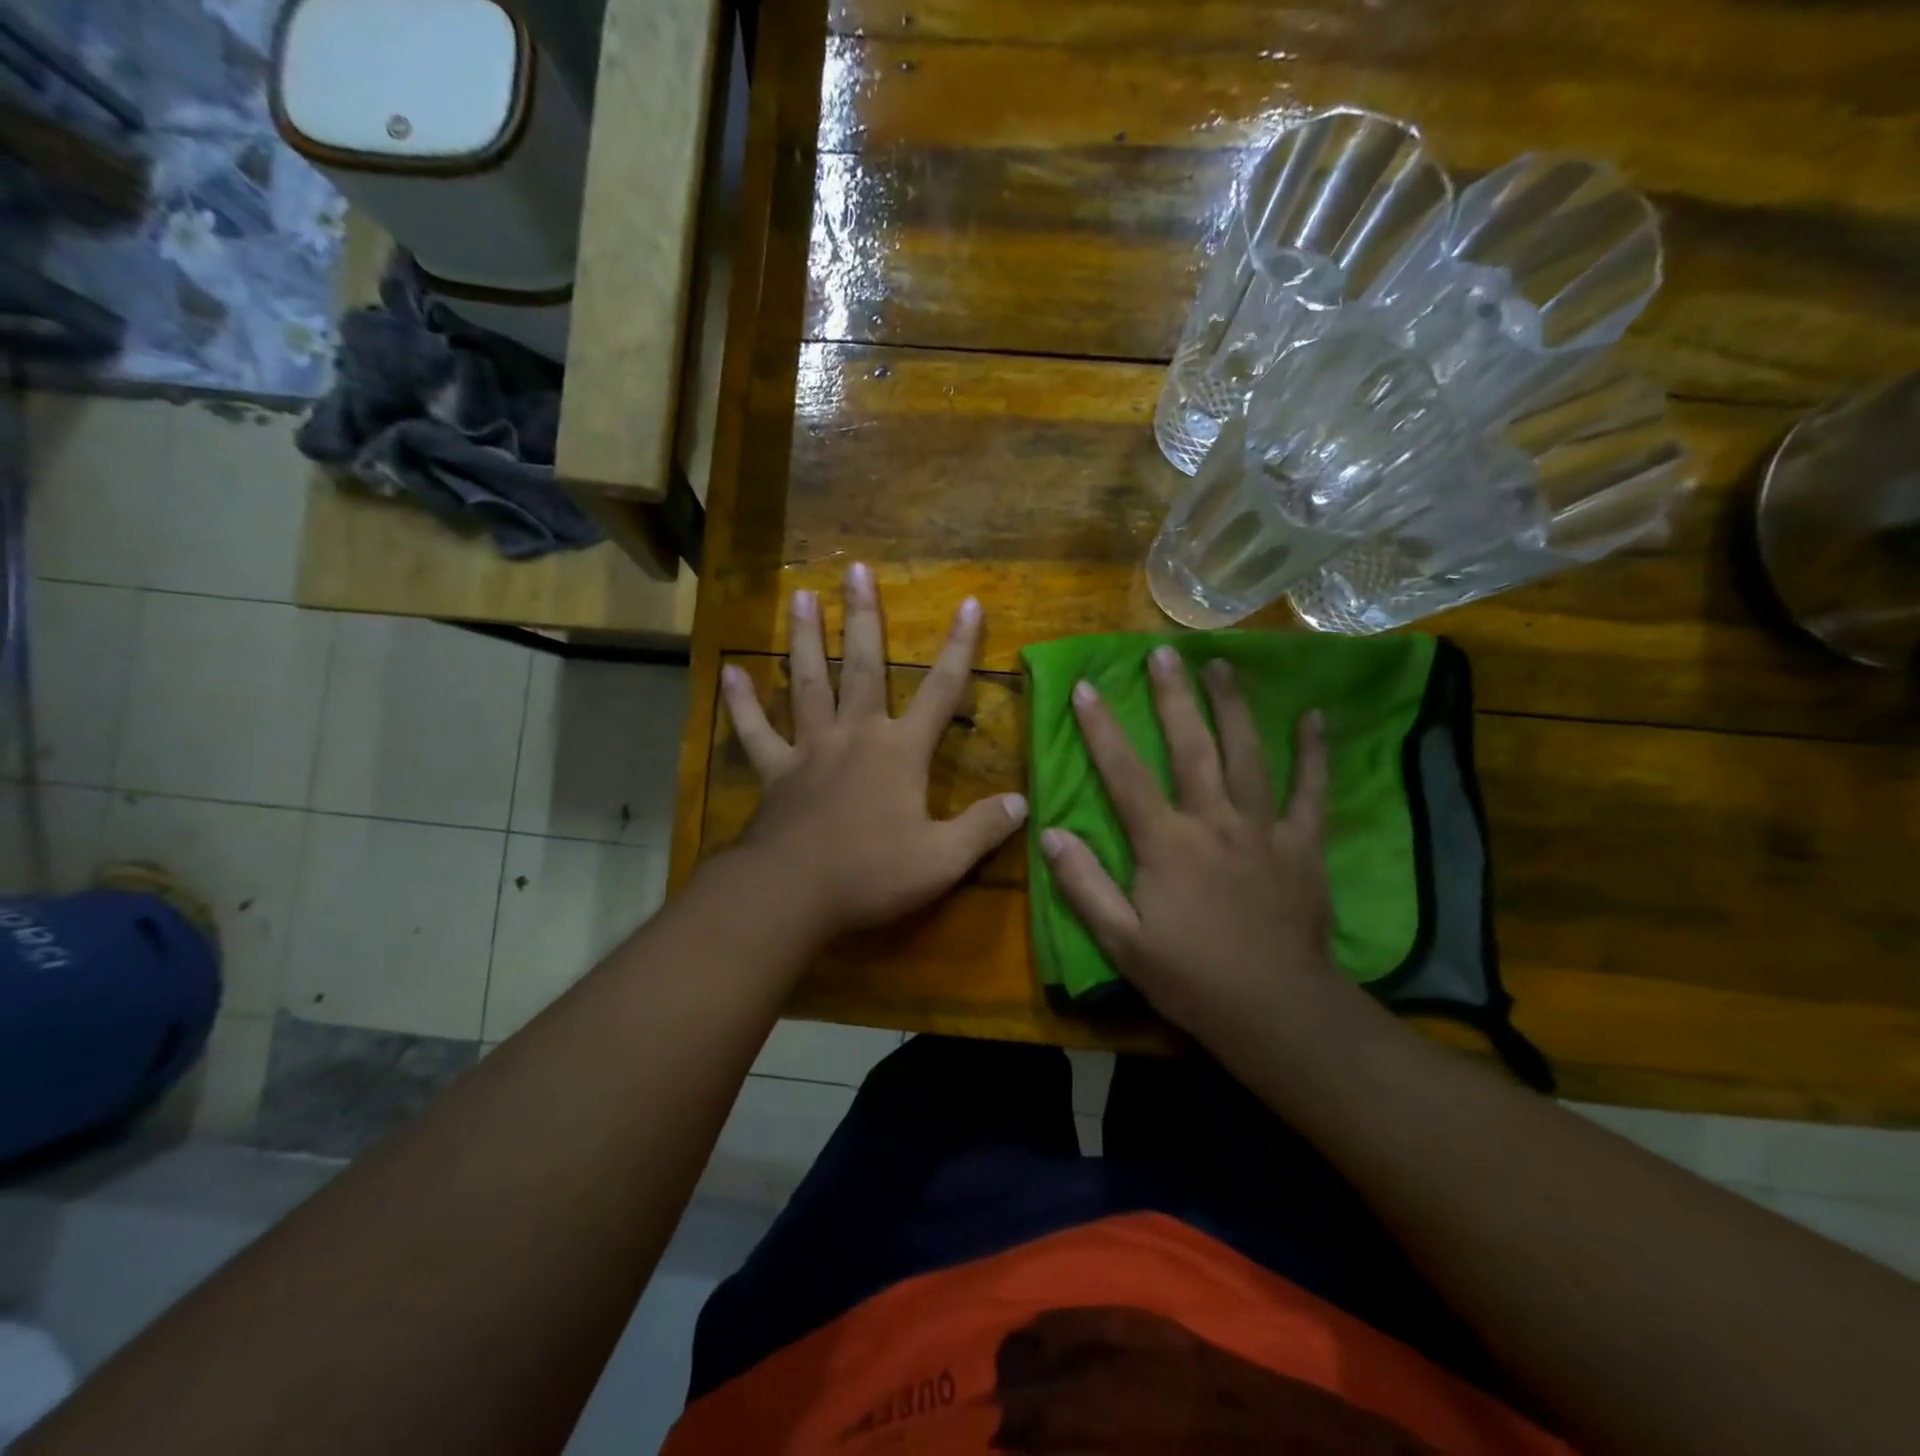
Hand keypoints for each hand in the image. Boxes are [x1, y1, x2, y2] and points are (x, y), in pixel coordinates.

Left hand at [719, 564, 1027, 941]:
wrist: (793, 894)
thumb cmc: (871, 873)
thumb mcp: (942, 860)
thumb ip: (983, 827)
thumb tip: (1023, 802)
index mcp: (900, 751)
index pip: (941, 690)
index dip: (959, 647)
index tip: (969, 604)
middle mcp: (855, 735)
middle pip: (862, 665)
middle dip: (864, 617)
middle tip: (855, 569)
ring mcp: (810, 749)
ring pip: (809, 683)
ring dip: (805, 639)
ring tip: (800, 596)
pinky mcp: (775, 772)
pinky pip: (754, 732)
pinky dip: (742, 704)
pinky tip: (730, 674)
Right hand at [1040, 646, 1345, 1052]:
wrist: (1275, 1011)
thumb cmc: (1190, 978)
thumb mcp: (1120, 941)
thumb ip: (1083, 884)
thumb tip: (1050, 832)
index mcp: (1166, 843)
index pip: (1125, 774)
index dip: (1102, 728)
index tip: (1087, 687)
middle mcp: (1214, 822)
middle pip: (1192, 747)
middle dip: (1174, 697)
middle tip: (1165, 653)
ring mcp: (1263, 829)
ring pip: (1248, 755)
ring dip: (1233, 707)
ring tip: (1222, 665)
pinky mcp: (1302, 845)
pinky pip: (1311, 791)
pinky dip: (1313, 753)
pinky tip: (1315, 717)